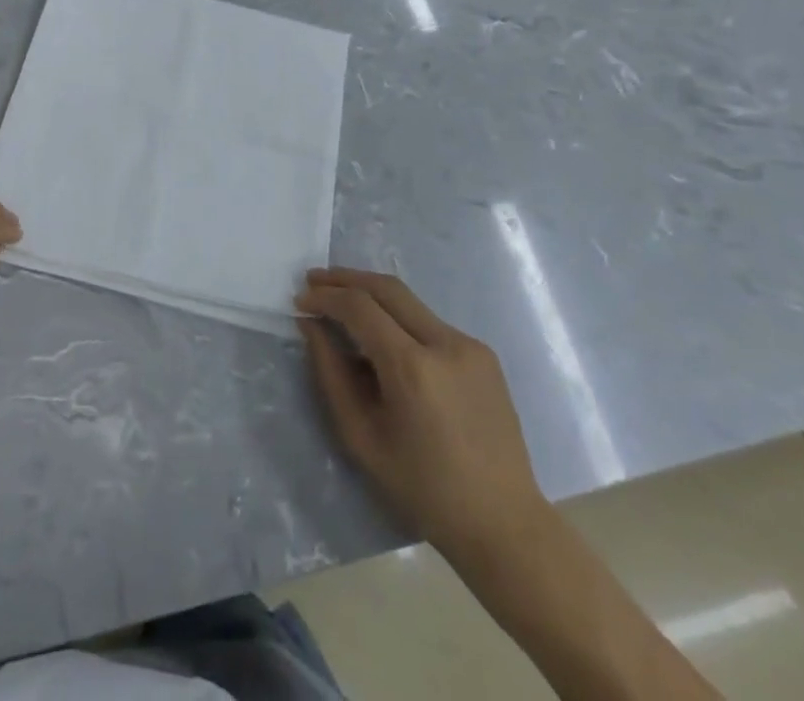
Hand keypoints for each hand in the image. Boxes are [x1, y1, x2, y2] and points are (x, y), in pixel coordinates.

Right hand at [297, 268, 542, 550]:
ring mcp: (470, 345)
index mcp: (413, 368)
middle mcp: (445, 343)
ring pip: (410, 302)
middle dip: (346, 278)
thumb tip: (311, 325)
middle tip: (314, 279)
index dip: (326, 296)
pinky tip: (383, 339)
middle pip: (387, 287)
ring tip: (342, 304)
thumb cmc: (423, 490)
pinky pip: (430, 324)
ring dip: (372, 296)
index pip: (360, 307)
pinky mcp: (484, 354)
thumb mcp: (361, 438)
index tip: (300, 299)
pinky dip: (399, 320)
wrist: (503, 525)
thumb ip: (331, 374)